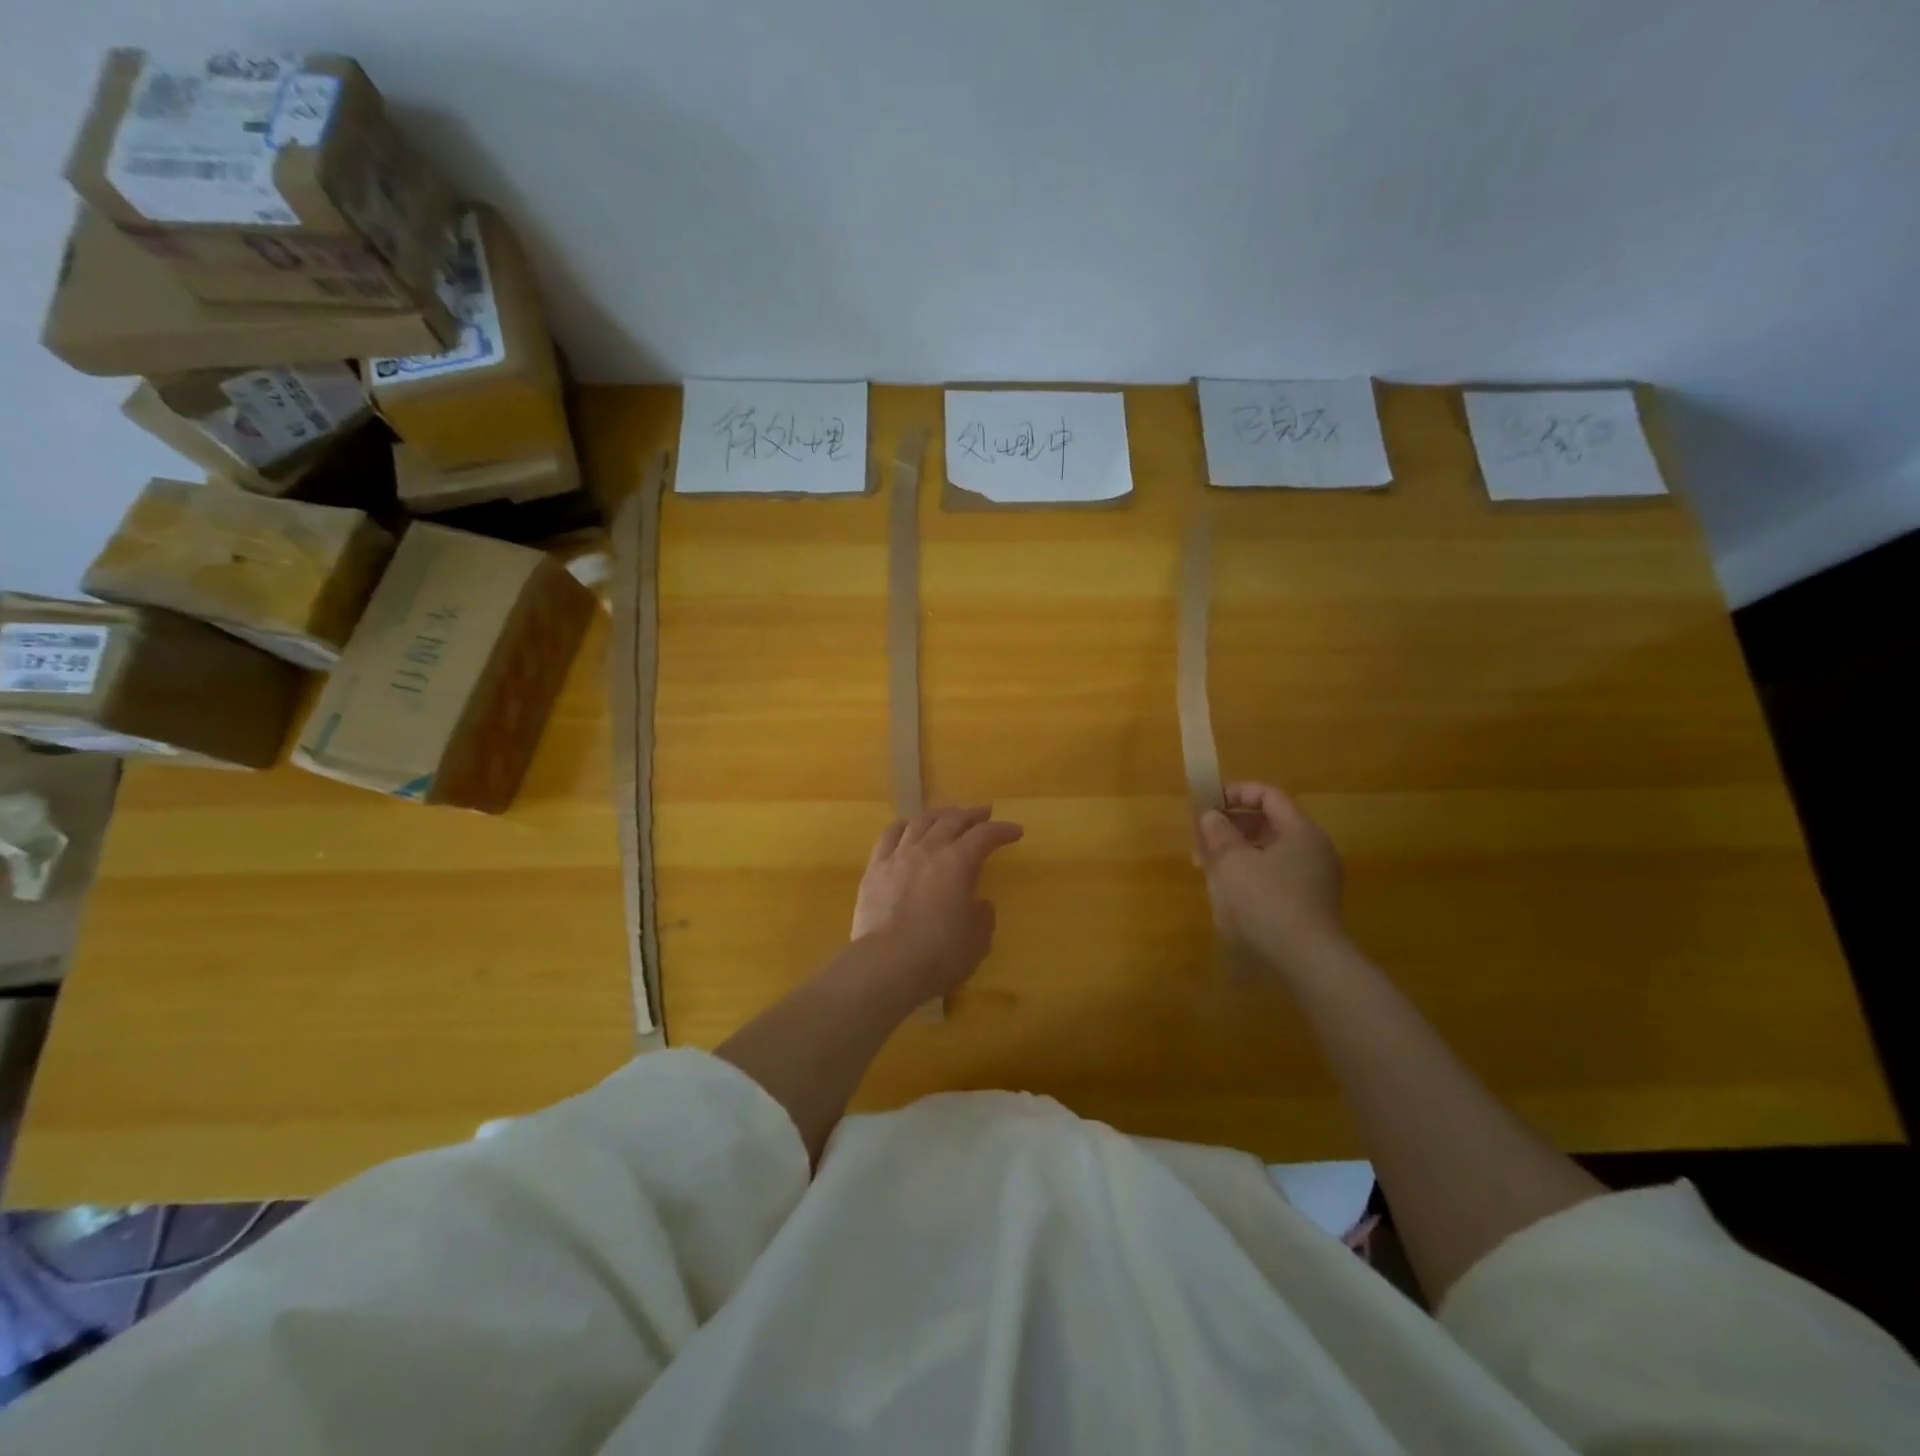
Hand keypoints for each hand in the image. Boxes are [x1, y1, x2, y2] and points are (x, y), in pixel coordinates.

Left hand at [851, 806, 1024, 1001]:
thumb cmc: (940, 954)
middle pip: (952, 820)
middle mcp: (929, 849)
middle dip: (971, 815)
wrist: (887, 964)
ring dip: (939, 815)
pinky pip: (889, 836)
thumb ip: (982, 916)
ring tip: (947, 816)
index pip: (985, 835)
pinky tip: (907, 826)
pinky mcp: (874, 869)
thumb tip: (980, 903)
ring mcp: (898, 856)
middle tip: (983, 814)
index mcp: (959, 862)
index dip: (1003, 831)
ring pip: (920, 822)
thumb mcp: (977, 940)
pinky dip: (903, 826)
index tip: (1015, 832)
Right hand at [1194, 782, 1345, 971]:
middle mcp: (1314, 849)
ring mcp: (1315, 877)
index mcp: (1301, 831)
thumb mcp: (1232, 862)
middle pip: (1270, 822)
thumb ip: (1218, 833)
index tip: (1207, 804)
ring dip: (1237, 850)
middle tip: (1202, 837)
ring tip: (1207, 865)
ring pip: (1270, 850)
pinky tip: (1228, 889)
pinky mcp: (1310, 902)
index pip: (1269, 795)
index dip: (1236, 793)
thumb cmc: (1267, 902)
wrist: (1309, 961)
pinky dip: (1251, 871)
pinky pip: (1276, 873)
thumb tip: (1210, 815)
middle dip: (1232, 825)